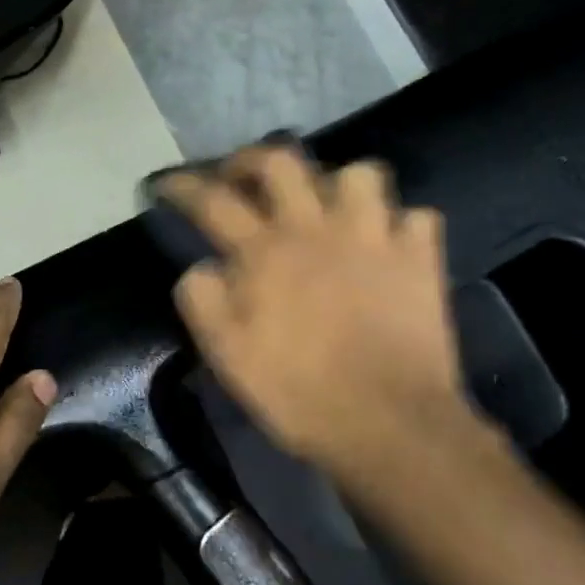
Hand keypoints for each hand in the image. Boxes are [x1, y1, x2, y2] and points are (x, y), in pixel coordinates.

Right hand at [161, 146, 490, 482]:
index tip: (165, 183)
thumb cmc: (299, 393)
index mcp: (265, 252)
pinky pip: (417, 216)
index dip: (183, 185)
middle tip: (239, 177)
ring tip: (325, 207)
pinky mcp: (419, 259)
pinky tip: (387, 243)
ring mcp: (375, 238)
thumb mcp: (227, 355)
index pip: (213, 200)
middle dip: (252, 159)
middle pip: (282, 161)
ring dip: (336, 184)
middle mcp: (317, 229)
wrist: (391, 424)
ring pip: (360, 174)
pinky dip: (400, 224)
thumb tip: (201, 266)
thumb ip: (202, 300)